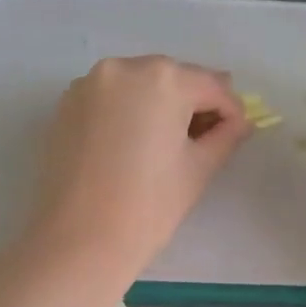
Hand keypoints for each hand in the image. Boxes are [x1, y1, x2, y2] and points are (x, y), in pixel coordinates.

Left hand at [21, 55, 249, 281]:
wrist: (80, 239)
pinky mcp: (67, 104)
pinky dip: (127, 111)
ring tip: (167, 143)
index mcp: (164, 79)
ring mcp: (90, 84)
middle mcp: (124, 67)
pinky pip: (110, 98)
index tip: (236, 133)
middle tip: (204, 138)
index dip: (230, 111)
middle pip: (173, 79)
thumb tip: (238, 122)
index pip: (212, 86)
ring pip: (139, 85)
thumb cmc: (149, 205)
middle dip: (192, 103)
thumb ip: (226, 135)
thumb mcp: (199, 169)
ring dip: (159, 105)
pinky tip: (133, 144)